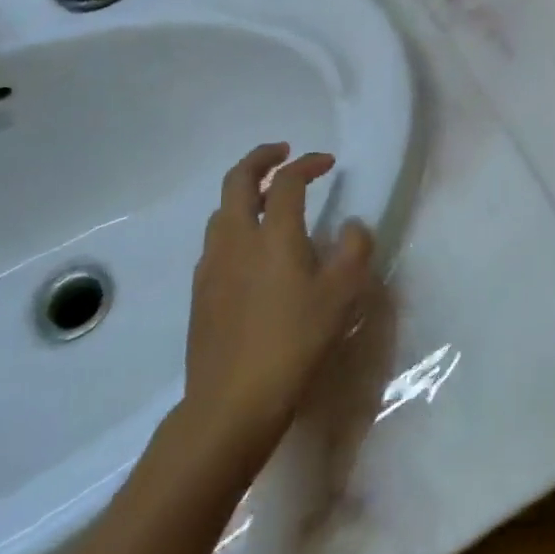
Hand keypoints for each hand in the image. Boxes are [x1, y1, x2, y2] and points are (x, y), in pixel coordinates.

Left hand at [170, 143, 374, 479]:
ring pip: (222, 210)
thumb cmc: (295, 342)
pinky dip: (234, 225)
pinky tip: (250, 250)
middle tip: (282, 152)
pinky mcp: (201, 292)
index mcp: (273, 233)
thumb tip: (350, 225)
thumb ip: (353, 250)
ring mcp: (212, 265)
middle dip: (261, 158)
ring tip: (268, 199)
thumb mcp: (342, 296)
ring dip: (244, 193)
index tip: (327, 162)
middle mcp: (236, 238)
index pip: (287, 181)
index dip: (308, 164)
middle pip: (238, 180)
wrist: (232, 401)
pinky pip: (216, 241)